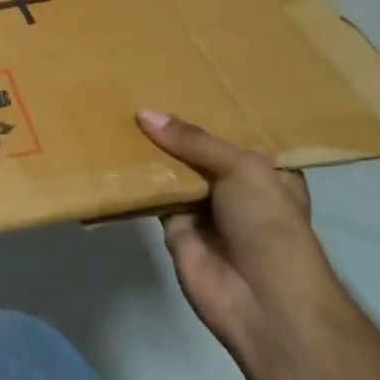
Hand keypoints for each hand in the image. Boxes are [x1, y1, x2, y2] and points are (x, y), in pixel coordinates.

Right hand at [136, 109, 345, 379]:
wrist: (263, 300)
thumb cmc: (270, 226)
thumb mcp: (243, 169)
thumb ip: (194, 140)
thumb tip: (144, 114)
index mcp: (266, 170)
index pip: (235, 133)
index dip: (211, 109)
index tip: (180, 79)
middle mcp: (235, 186)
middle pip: (197, 150)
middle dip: (172, 128)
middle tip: (136, 88)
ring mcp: (203, 208)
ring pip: (171, 170)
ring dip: (149, 151)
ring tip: (116, 109)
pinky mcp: (173, 228)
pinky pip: (149, 196)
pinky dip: (133, 180)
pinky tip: (109, 150)